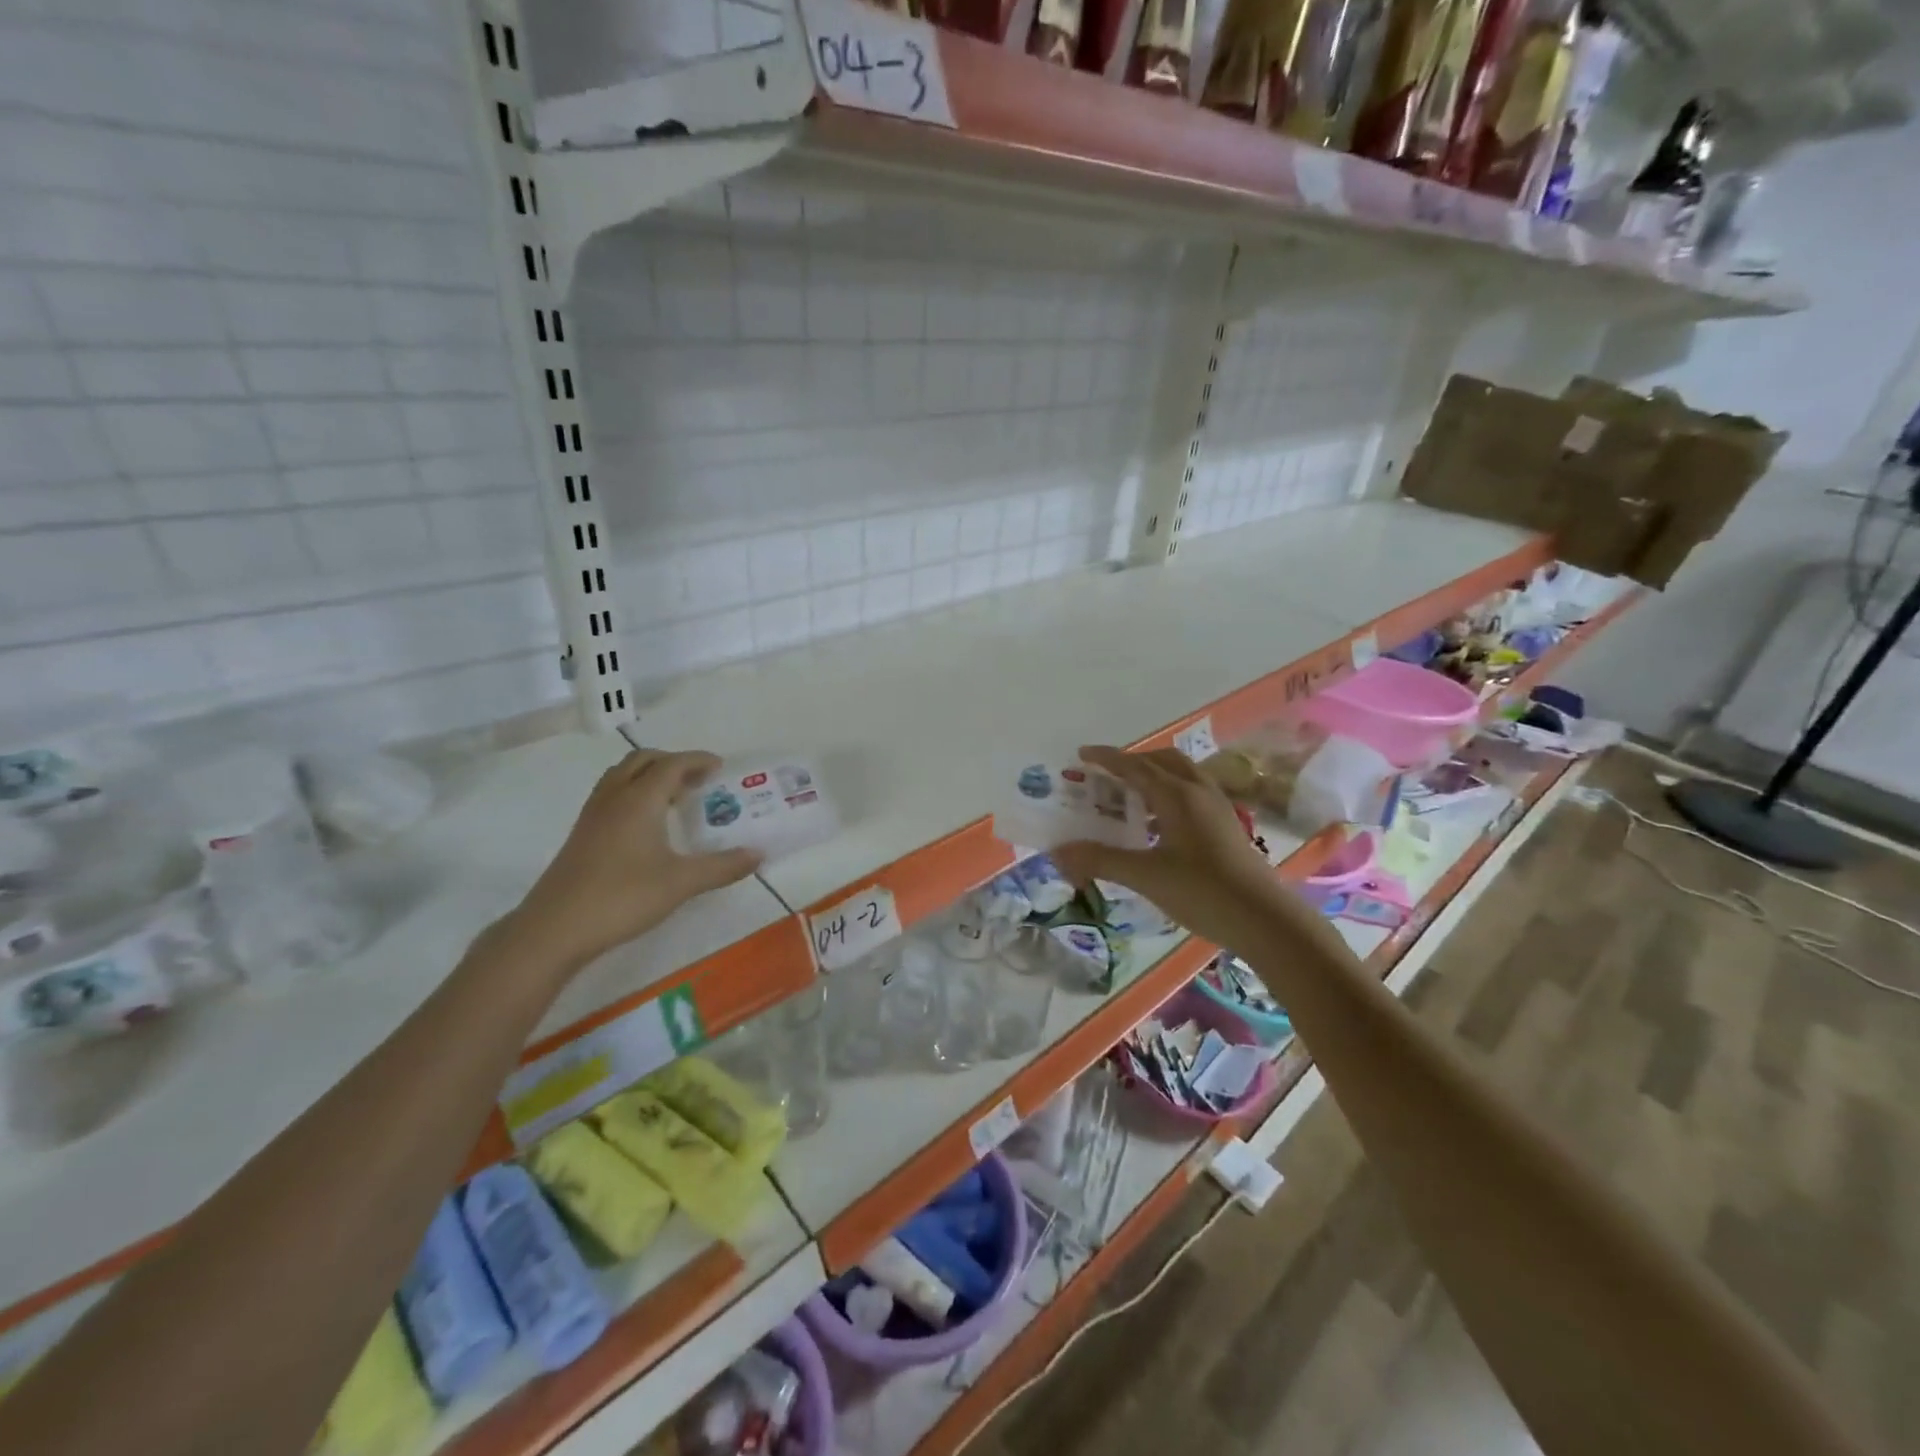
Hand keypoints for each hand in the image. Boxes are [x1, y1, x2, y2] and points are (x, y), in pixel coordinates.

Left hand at [508, 748, 762, 973]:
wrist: (554, 929)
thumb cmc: (622, 897)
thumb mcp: (681, 883)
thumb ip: (722, 866)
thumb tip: (758, 854)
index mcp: (639, 800)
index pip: (672, 764)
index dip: (697, 760)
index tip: (720, 767)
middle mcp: (614, 798)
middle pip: (643, 760)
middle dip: (673, 762)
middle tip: (698, 780)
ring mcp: (593, 816)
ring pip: (622, 776)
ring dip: (650, 775)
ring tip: (674, 797)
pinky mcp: (582, 835)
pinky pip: (611, 795)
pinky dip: (633, 793)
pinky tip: (646, 824)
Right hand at [1052, 744, 1311, 953]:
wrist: (1265, 919)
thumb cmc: (1203, 892)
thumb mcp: (1146, 876)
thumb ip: (1101, 860)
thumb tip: (1058, 851)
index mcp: (1177, 795)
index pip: (1135, 766)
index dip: (1107, 758)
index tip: (1082, 754)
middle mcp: (1198, 792)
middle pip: (1162, 761)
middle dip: (1133, 762)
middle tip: (1107, 776)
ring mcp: (1217, 808)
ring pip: (1181, 775)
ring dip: (1154, 776)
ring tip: (1129, 797)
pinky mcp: (1227, 826)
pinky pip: (1192, 794)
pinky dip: (1169, 794)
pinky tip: (1158, 825)